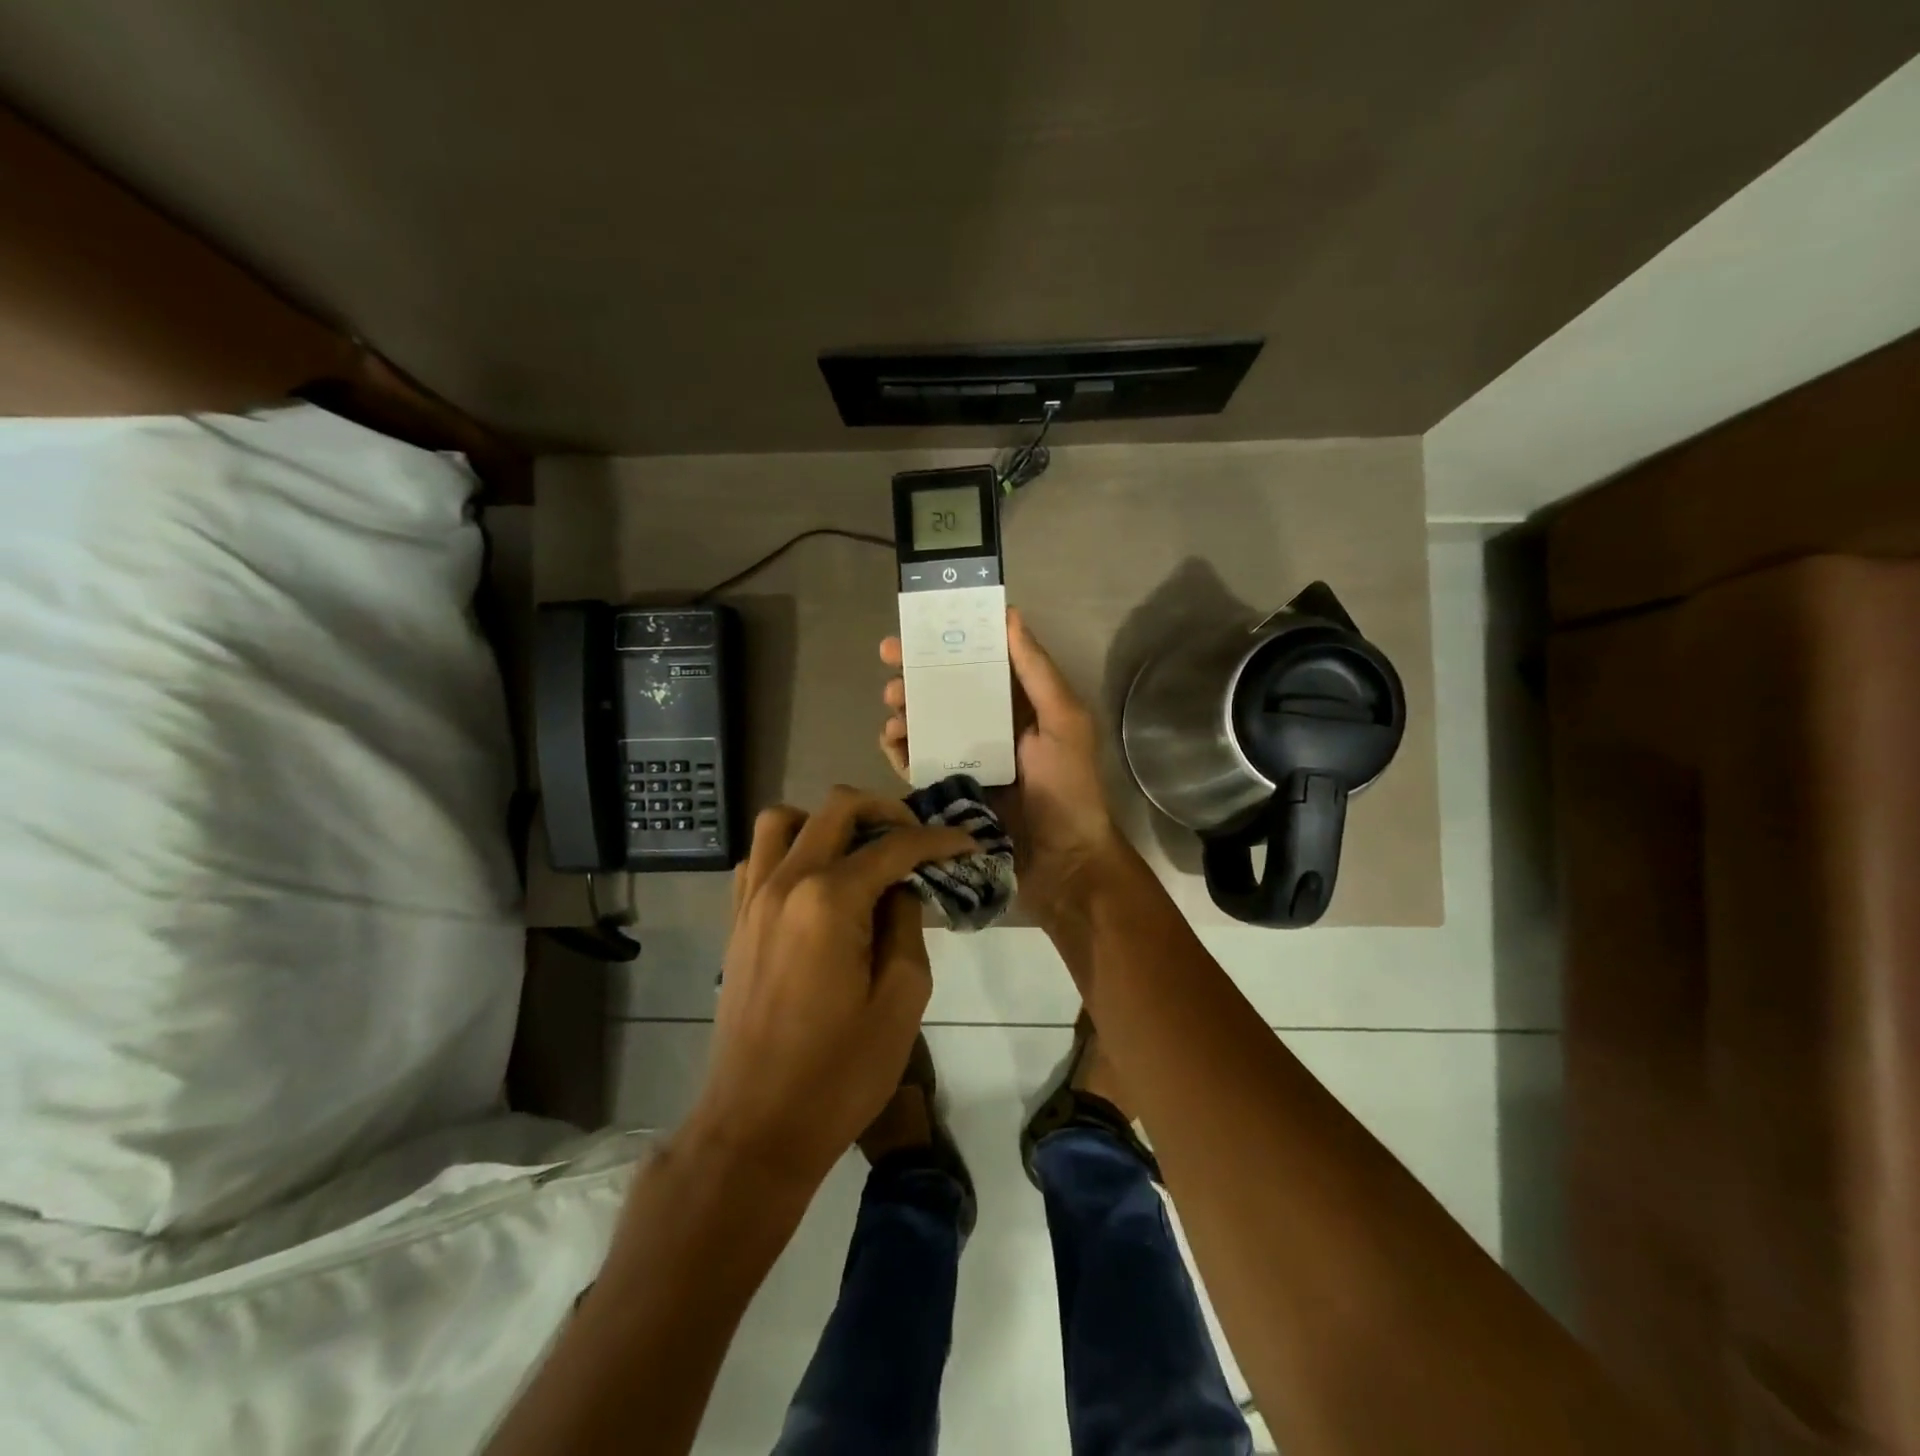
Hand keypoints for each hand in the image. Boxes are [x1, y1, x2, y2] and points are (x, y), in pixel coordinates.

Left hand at [684, 787, 977, 1189]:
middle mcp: (785, 882)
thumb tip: (900, 887)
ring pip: (783, 820)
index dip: (938, 840)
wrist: (756, 1127)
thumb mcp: (901, 1000)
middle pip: (836, 808)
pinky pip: (757, 858)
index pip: (894, 846)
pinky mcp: (736, 921)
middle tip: (918, 839)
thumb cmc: (840, 1073)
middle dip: (886, 811)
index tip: (968, 844)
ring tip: (860, 851)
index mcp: (829, 900)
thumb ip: (906, 925)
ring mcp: (752, 899)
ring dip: (827, 821)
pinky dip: (789, 849)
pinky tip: (817, 882)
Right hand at [880, 608, 1122, 918]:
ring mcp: (966, 759)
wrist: (1063, 862)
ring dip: (904, 708)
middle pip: (944, 689)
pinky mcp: (949, 790)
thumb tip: (1010, 615)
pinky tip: (893, 740)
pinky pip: (917, 762)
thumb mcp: (1064, 721)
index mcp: (1018, 705)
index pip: (978, 662)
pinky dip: (900, 748)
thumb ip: (1036, 671)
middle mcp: (989, 726)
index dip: (948, 641)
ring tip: (893, 707)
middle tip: (888, 661)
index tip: (919, 626)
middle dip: (915, 672)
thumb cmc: (1070, 787)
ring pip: (925, 722)